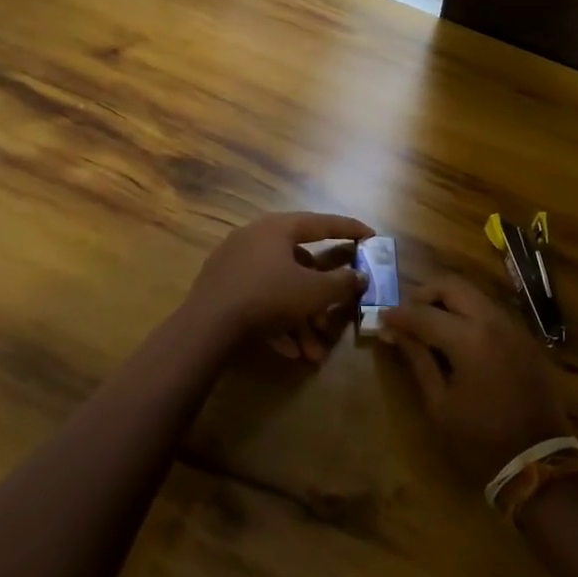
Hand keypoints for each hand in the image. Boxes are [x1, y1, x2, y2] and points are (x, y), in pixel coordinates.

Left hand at [184, 211, 372, 364]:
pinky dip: (278, 324)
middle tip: (336, 315)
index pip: (321, 223)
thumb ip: (341, 283)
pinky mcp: (222, 289)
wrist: (206, 327)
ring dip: (301, 320)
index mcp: (278, 228)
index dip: (349, 229)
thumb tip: (360, 276)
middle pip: (301, 264)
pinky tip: (291, 352)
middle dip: (321, 298)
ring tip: (314, 353)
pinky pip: (260, 302)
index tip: (370, 235)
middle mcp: (256, 238)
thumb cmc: (267, 297)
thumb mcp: (313, 292)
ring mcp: (235, 263)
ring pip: (281, 289)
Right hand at [380, 275, 571, 486]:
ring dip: (449, 299)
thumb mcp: (440, 404)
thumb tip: (393, 332)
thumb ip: (418, 360)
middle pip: (453, 286)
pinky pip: (491, 311)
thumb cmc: (480, 440)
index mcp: (469, 338)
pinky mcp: (525, 338)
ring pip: (474, 294)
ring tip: (429, 321)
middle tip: (407, 312)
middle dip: (426, 293)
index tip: (381, 316)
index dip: (399, 314)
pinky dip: (469, 312)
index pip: (425, 313)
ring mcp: (513, 327)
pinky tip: (457, 334)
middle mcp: (493, 321)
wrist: (538, 463)